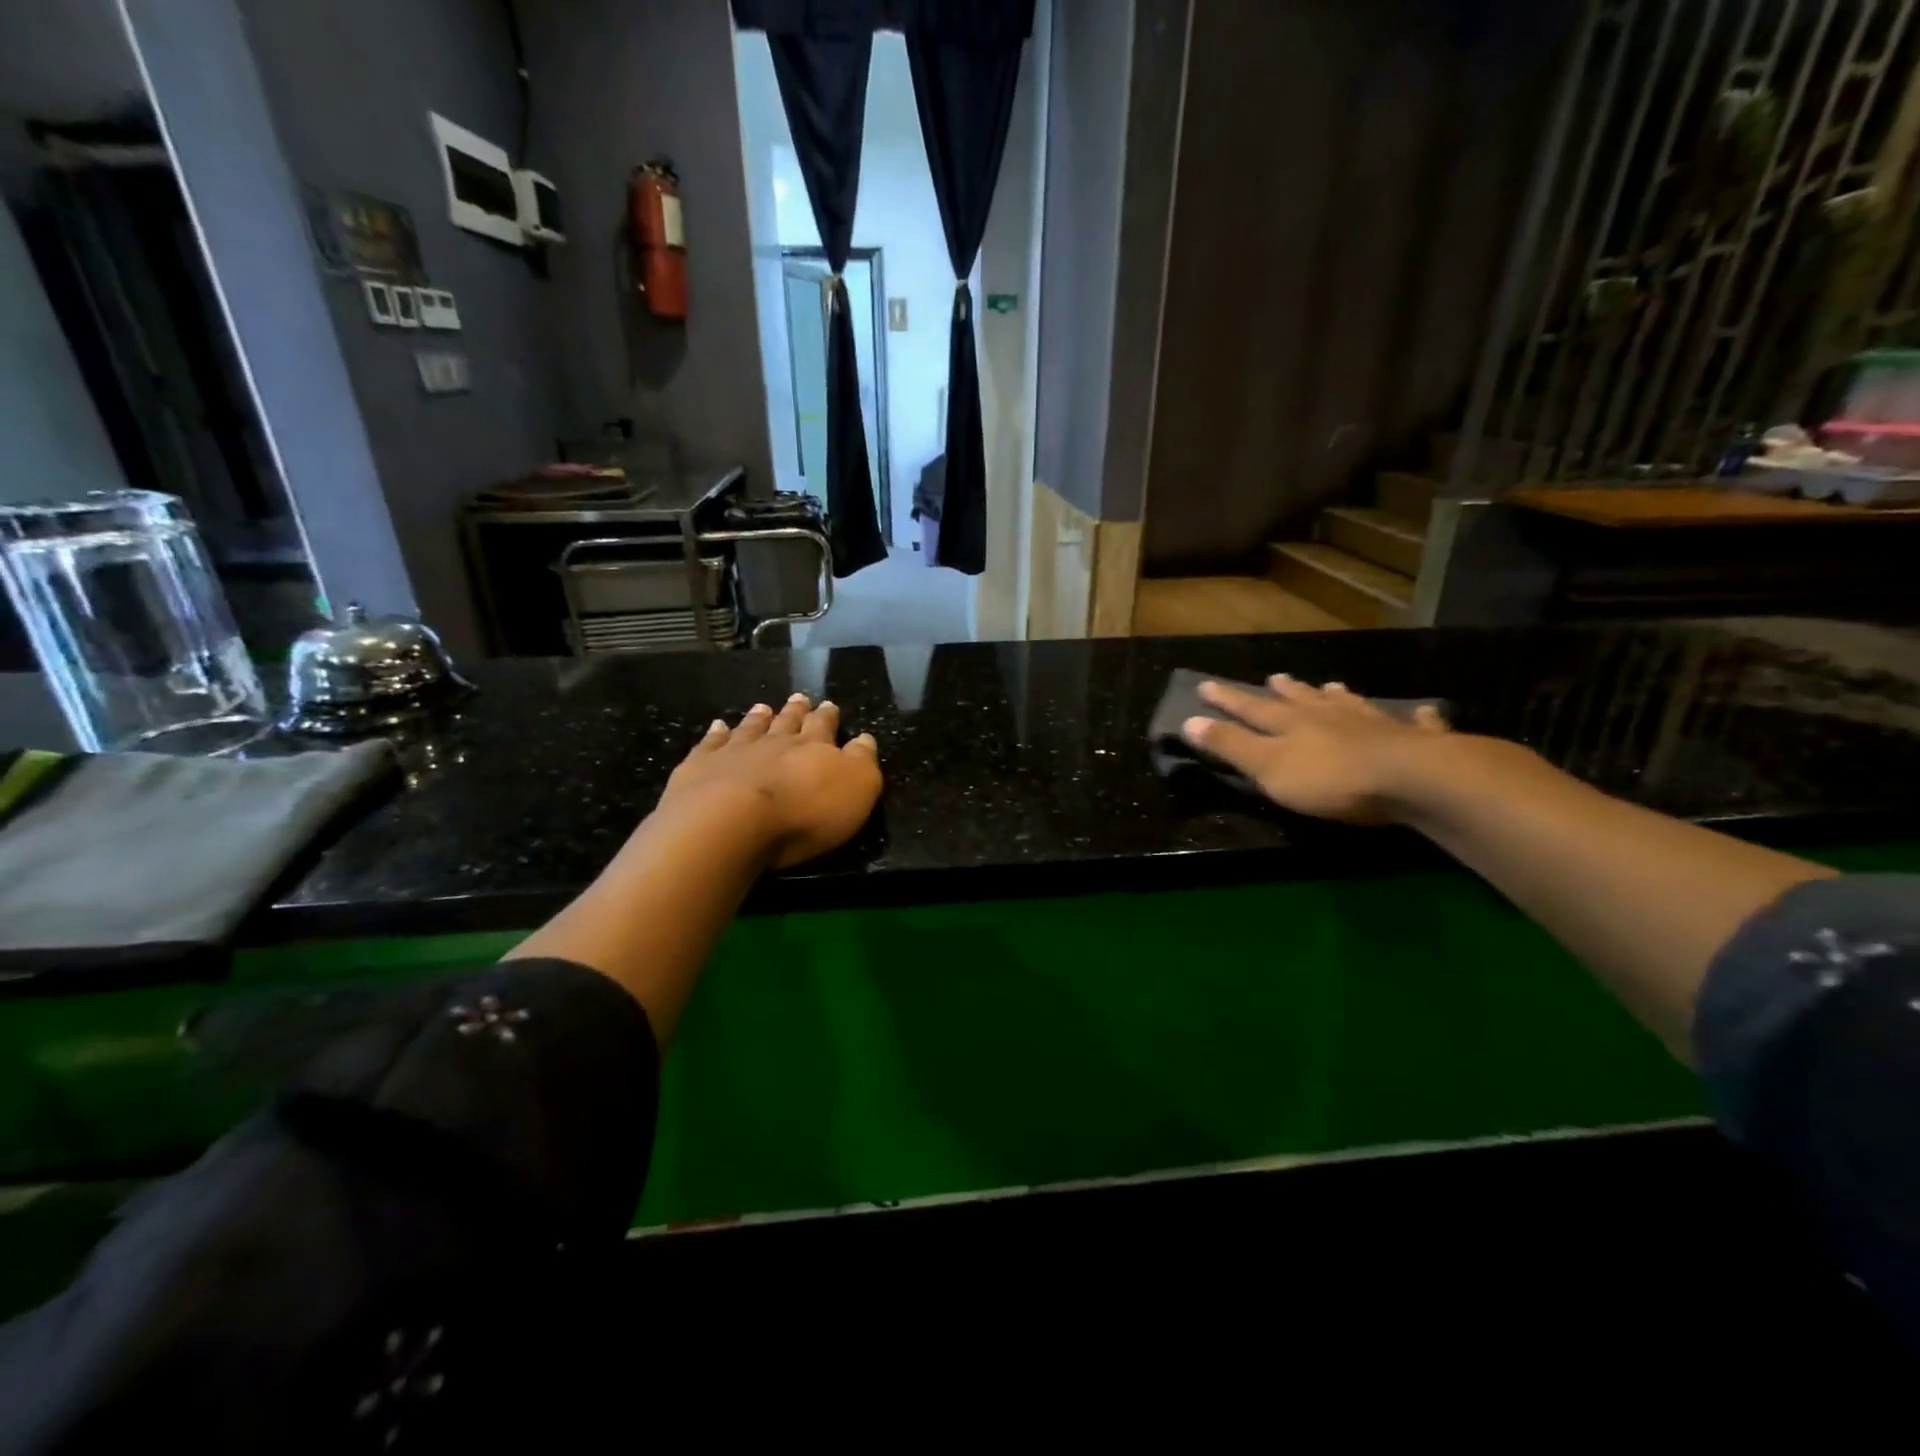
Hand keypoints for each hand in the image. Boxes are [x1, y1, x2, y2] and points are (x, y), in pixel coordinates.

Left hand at [660, 694, 881, 867]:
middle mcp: (775, 742)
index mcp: (814, 747)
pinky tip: (717, 726)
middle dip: (796, 711)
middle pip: (787, 722)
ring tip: (763, 707)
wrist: (730, 821)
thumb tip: (865, 739)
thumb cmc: (804, 812)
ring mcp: (734, 751)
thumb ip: (862, 761)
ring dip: (759, 718)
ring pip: (751, 728)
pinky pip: (711, 744)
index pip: (824, 726)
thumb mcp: (856, 789)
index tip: (830, 705)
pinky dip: (716, 734)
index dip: (828, 717)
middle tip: (800, 698)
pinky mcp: (700, 767)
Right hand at [1180, 675, 1450, 824]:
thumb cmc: (1330, 778)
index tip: (1206, 685)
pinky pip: (1415, 724)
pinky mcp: (1414, 741)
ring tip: (1332, 687)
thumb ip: (1230, 745)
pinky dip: (1416, 717)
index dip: (1228, 699)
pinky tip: (1424, 711)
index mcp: (1291, 724)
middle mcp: (1330, 716)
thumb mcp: (1267, 767)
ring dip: (1337, 697)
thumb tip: (1188, 720)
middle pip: (1302, 701)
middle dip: (1285, 691)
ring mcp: (1374, 725)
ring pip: (1350, 705)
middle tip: (1275, 678)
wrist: (1411, 779)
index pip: (1251, 708)